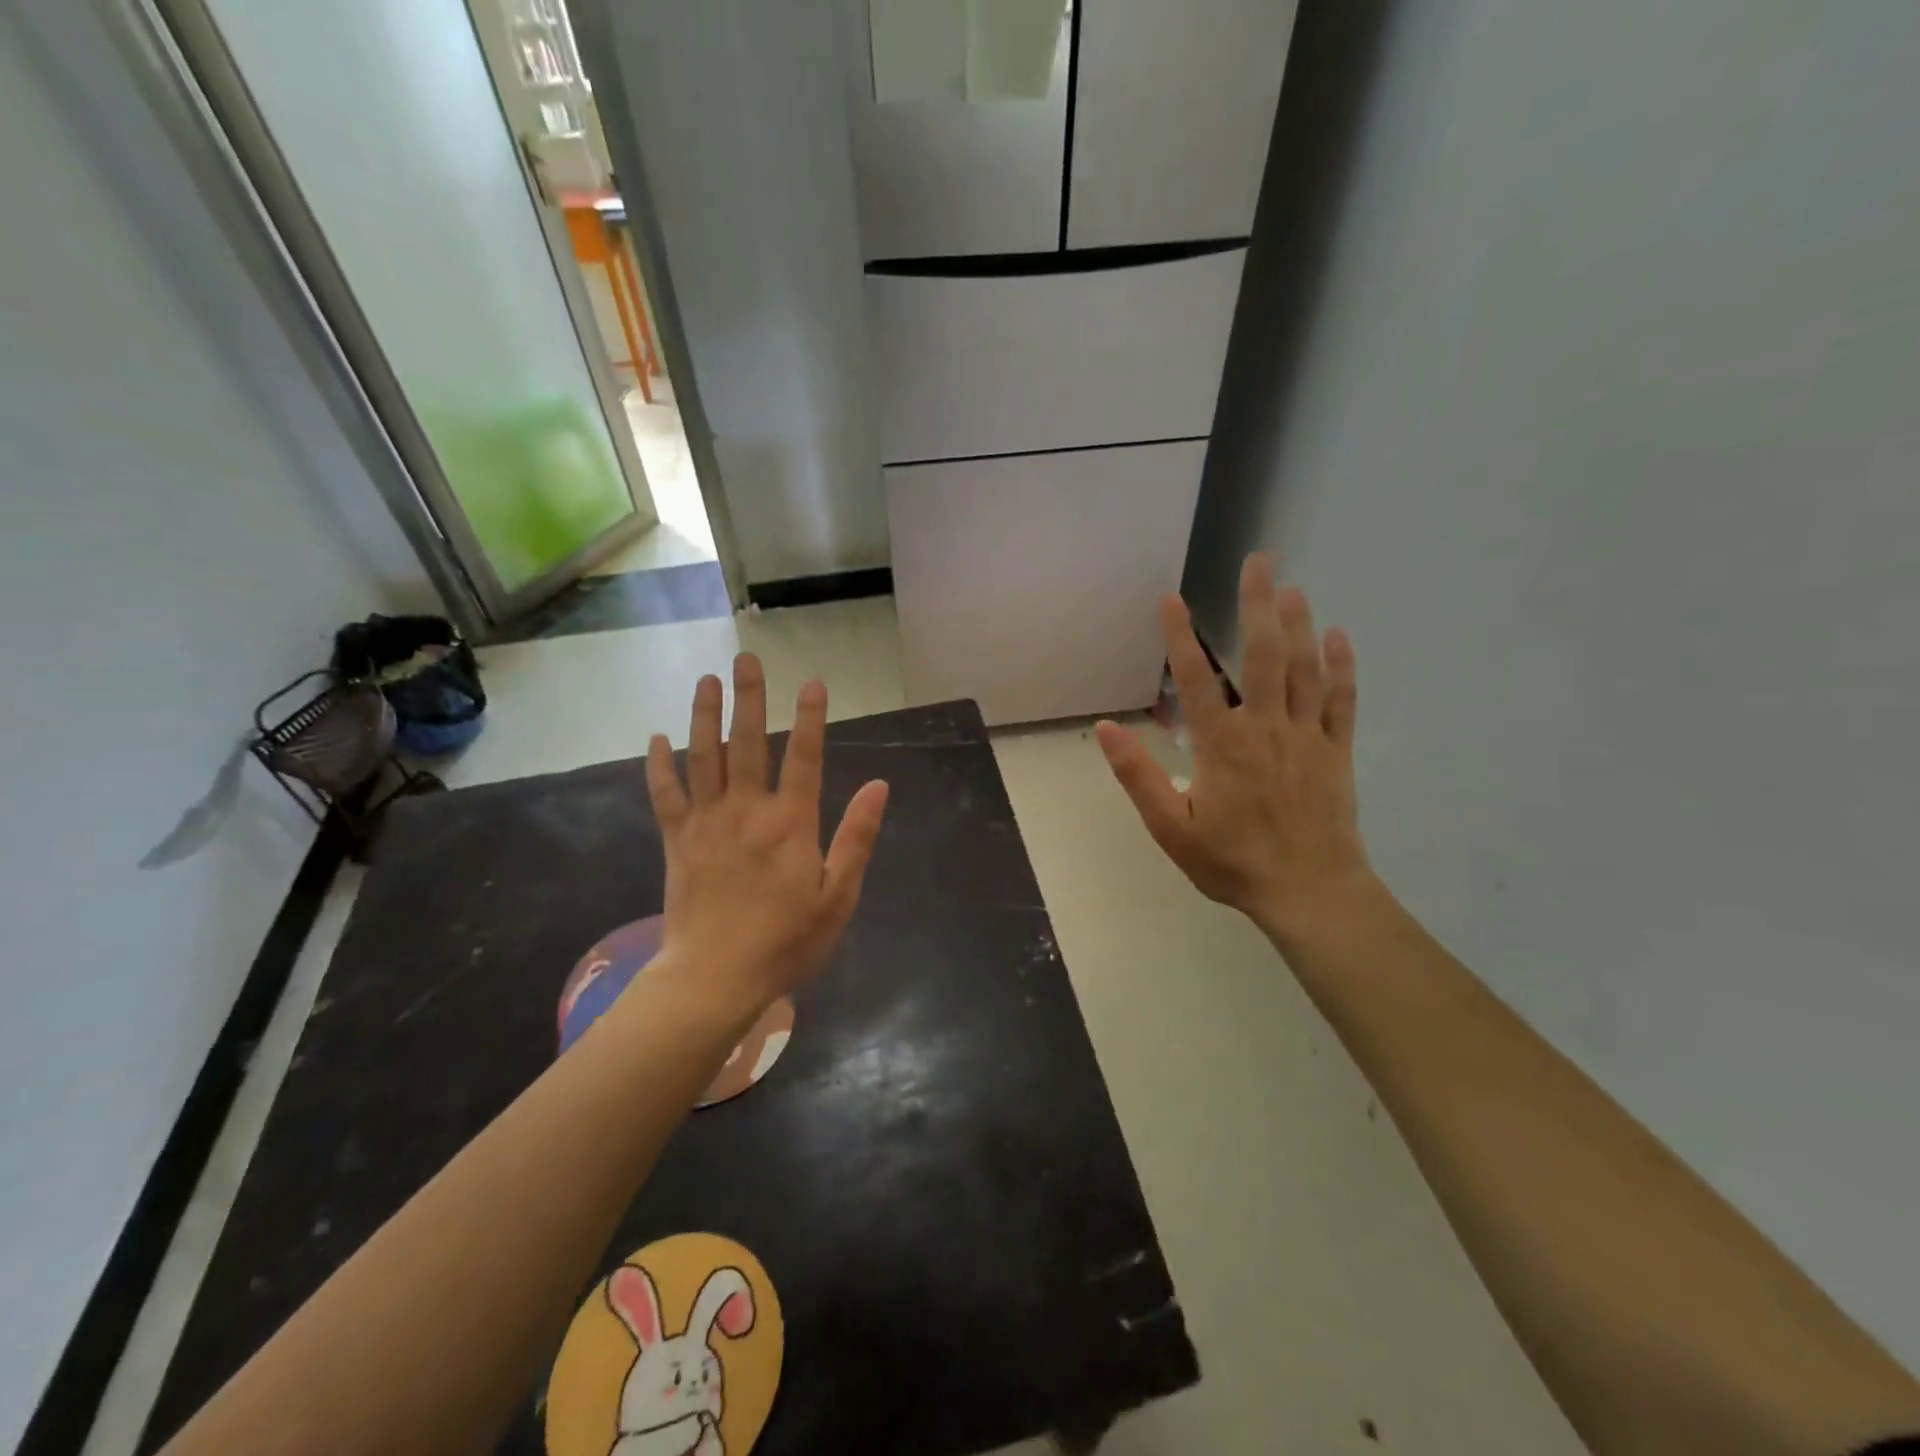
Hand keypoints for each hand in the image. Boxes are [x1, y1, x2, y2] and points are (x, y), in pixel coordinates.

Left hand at [646, 654, 888, 1010]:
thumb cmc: (786, 941)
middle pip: (748, 743)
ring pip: (703, 756)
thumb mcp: (838, 896)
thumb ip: (857, 837)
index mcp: (791, 823)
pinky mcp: (676, 840)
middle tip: (745, 658)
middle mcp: (747, 811)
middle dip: (749, 698)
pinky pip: (664, 793)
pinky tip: (656, 737)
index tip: (812, 681)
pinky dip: (659, 764)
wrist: (714, 978)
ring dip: (705, 715)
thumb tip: (879, 785)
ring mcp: (707, 822)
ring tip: (707, 680)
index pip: (806, 757)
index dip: (810, 717)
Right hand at [1096, 555, 1376, 945]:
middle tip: (1259, 562)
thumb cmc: (1232, 862)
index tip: (1172, 599)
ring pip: (1304, 670)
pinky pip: (1342, 702)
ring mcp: (1307, 737)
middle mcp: (1265, 728)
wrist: (1308, 892)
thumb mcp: (1170, 827)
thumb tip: (1108, 728)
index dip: (1181, 636)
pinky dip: (1341, 668)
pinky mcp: (1336, 753)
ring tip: (1293, 587)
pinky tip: (1340, 637)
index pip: (1196, 678)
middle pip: (1263, 656)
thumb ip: (1138, 775)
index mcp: (1221, 745)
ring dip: (1299, 625)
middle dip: (1258, 606)